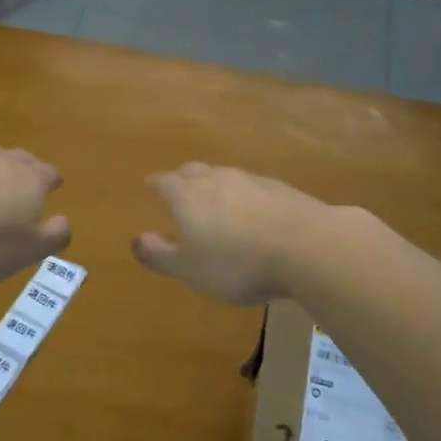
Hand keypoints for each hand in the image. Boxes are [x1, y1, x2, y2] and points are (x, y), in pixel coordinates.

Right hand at [132, 163, 339, 305]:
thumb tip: (135, 239)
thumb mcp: (190, 269)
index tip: (150, 184)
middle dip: (183, 178)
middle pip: (194, 171)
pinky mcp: (280, 189)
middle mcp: (216, 179)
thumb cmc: (237, 263)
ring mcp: (250, 180)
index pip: (165, 182)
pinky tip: (252, 209)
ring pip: (224, 175)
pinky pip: (252, 186)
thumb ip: (160, 255)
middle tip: (179, 186)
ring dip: (214, 183)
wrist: (306, 246)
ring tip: (214, 198)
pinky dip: (244, 194)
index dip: (156, 184)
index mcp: (188, 196)